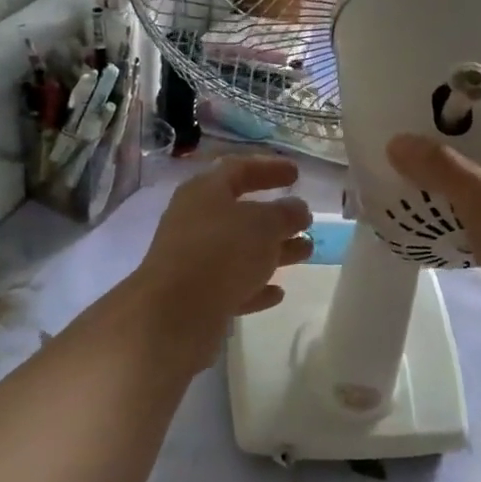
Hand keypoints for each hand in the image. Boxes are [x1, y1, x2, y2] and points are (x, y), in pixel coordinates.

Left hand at [127, 155, 314, 355]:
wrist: (174, 314)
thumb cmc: (222, 252)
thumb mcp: (265, 225)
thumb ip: (286, 213)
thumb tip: (297, 209)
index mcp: (205, 191)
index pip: (239, 169)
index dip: (269, 168)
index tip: (297, 174)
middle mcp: (194, 220)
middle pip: (240, 212)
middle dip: (276, 217)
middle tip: (305, 220)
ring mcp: (192, 259)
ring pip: (239, 250)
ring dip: (273, 250)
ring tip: (306, 252)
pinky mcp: (195, 295)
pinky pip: (231, 284)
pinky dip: (255, 285)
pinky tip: (278, 293)